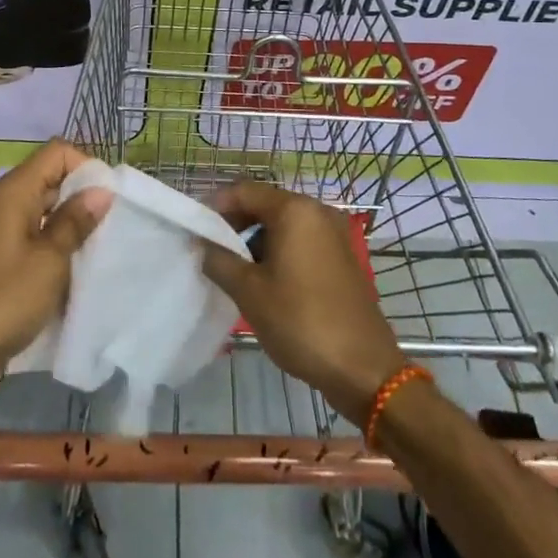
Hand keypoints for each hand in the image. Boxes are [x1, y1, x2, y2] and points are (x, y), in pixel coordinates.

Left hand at [0, 139, 111, 418]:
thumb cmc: (1, 301)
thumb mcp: (49, 261)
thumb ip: (75, 221)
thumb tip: (101, 190)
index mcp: (12, 193)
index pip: (56, 153)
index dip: (86, 166)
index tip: (110, 199)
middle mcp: (3, 205)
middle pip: (51, 181)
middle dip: (84, 199)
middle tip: (114, 228)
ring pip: (45, 214)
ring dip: (72, 229)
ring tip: (101, 251)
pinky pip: (34, 242)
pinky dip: (56, 251)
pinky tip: (77, 274)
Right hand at [200, 182, 408, 423]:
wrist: (363, 367)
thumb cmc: (301, 321)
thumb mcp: (249, 292)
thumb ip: (219, 260)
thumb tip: (203, 244)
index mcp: (295, 210)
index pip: (244, 191)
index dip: (215, 206)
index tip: (195, 230)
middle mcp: (317, 212)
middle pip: (265, 204)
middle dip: (235, 224)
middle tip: (211, 251)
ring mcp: (334, 234)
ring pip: (283, 224)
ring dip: (255, 240)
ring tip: (234, 270)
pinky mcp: (341, 257)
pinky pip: (301, 241)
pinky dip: (278, 251)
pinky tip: (264, 281)